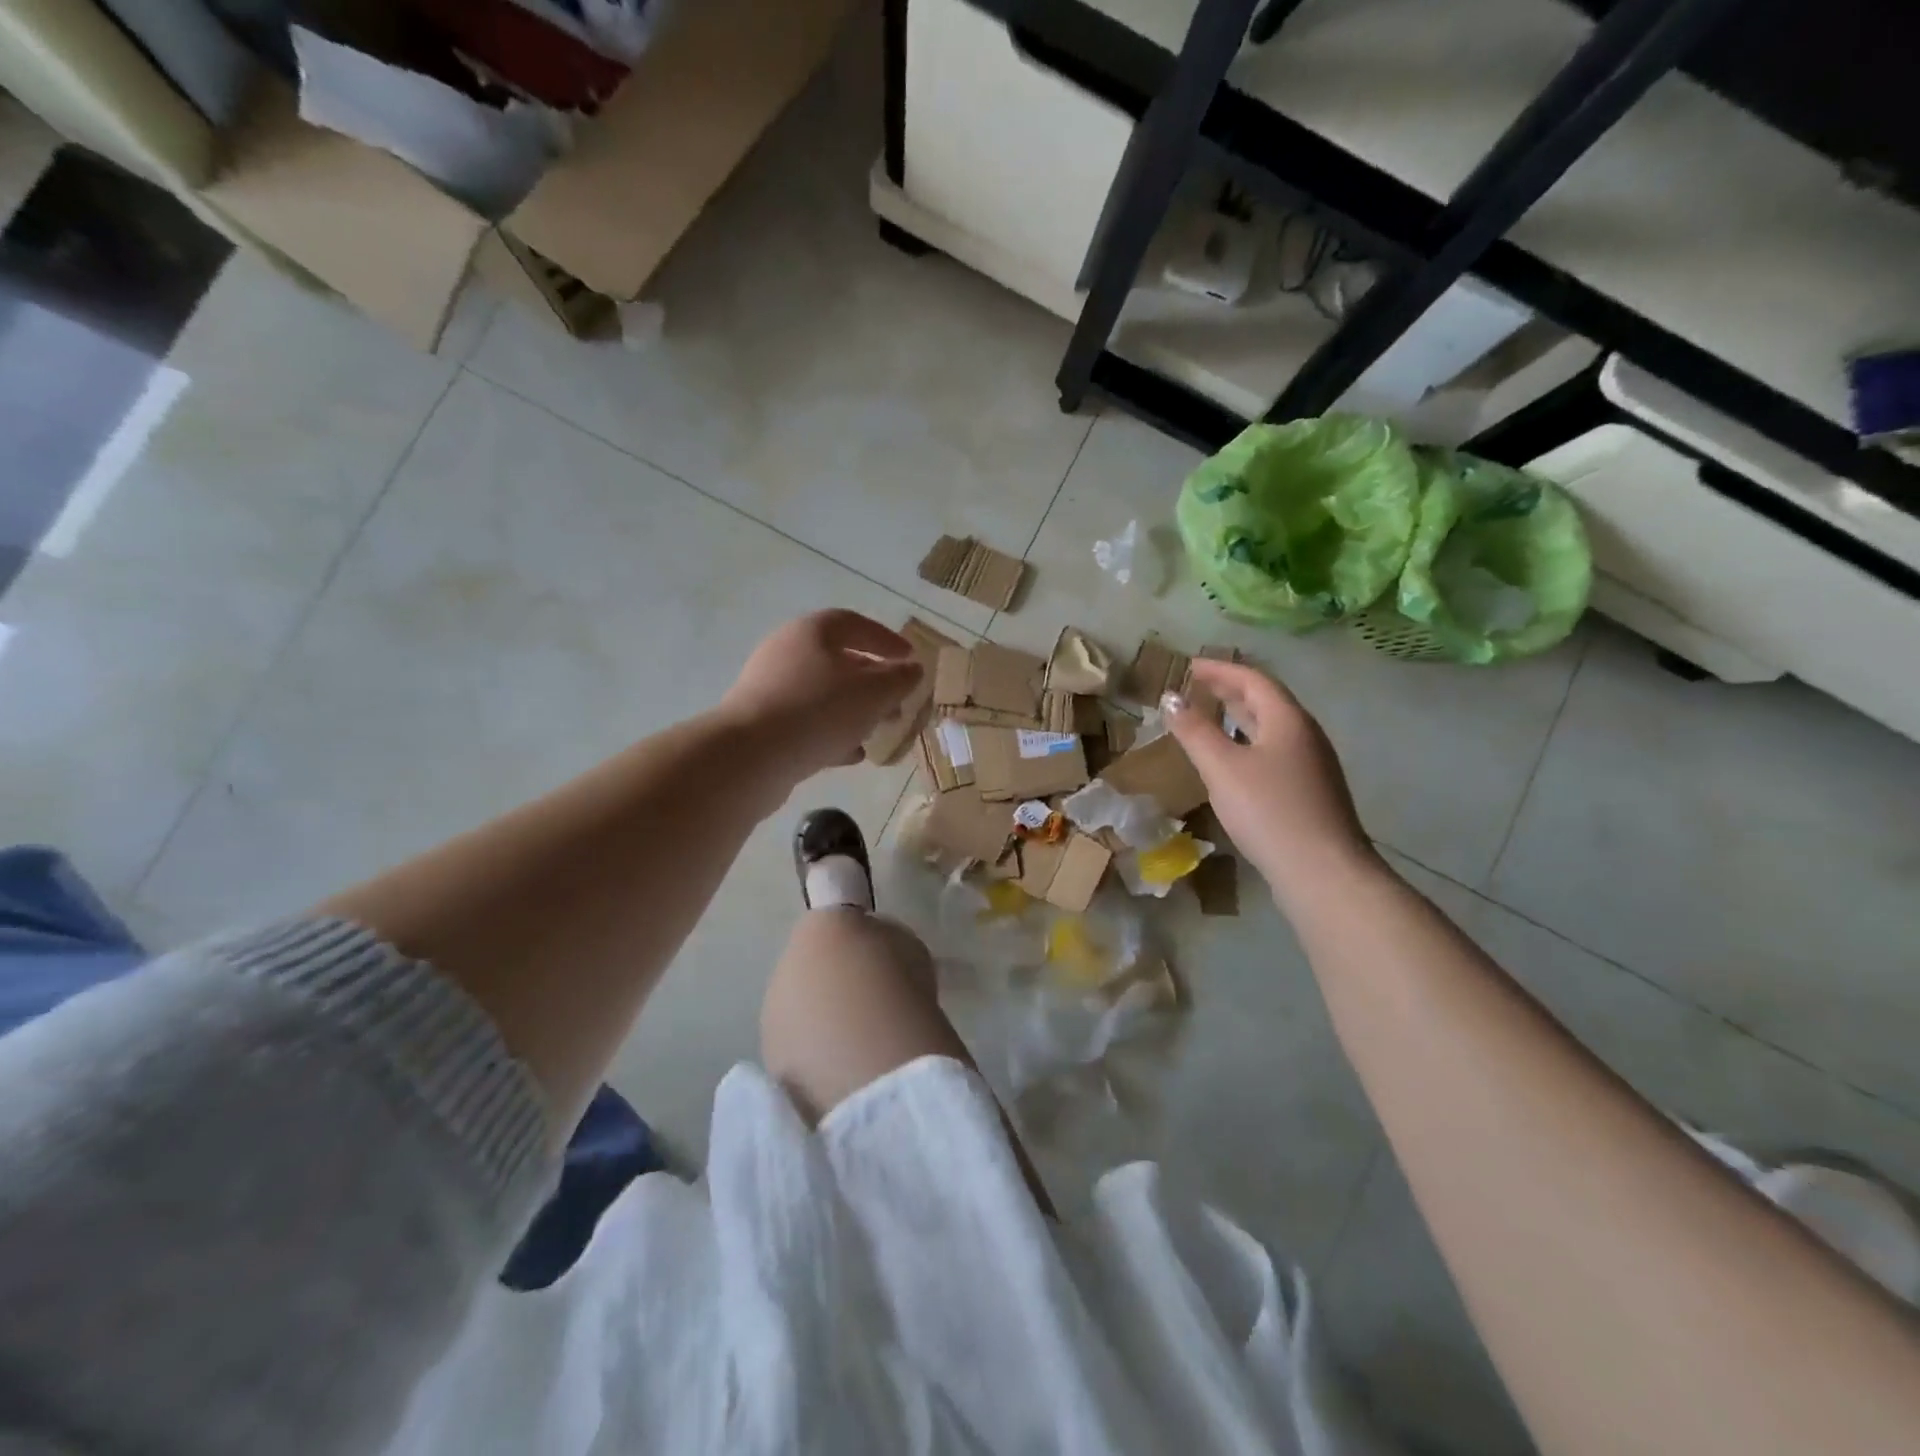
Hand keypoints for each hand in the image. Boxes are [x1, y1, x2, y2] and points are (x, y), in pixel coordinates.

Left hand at [718, 611, 921, 784]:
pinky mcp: (762, 722)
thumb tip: (912, 670)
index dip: (886, 640)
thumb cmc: (819, 710)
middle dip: (874, 683)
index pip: (855, 624)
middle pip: (839, 661)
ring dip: (855, 711)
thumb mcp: (873, 693)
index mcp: (812, 632)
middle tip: (898, 704)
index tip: (911, 659)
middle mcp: (787, 652)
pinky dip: (832, 733)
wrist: (751, 756)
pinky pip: (806, 721)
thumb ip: (899, 679)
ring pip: (824, 694)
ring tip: (879, 732)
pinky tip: (851, 754)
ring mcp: (771, 688)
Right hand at [1164, 660, 1375, 898]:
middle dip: (1230, 690)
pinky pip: (1273, 752)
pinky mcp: (1309, 793)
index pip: (1253, 680)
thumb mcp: (1222, 767)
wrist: (1323, 871)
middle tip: (1197, 687)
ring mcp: (1311, 766)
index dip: (1220, 670)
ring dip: (1239, 718)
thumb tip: (1171, 698)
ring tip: (1210, 718)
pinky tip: (1232, 763)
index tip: (1189, 666)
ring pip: (1270, 729)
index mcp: (1288, 720)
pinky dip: (1247, 744)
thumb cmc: (1269, 810)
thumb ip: (1195, 731)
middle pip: (1266, 701)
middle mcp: (1305, 736)